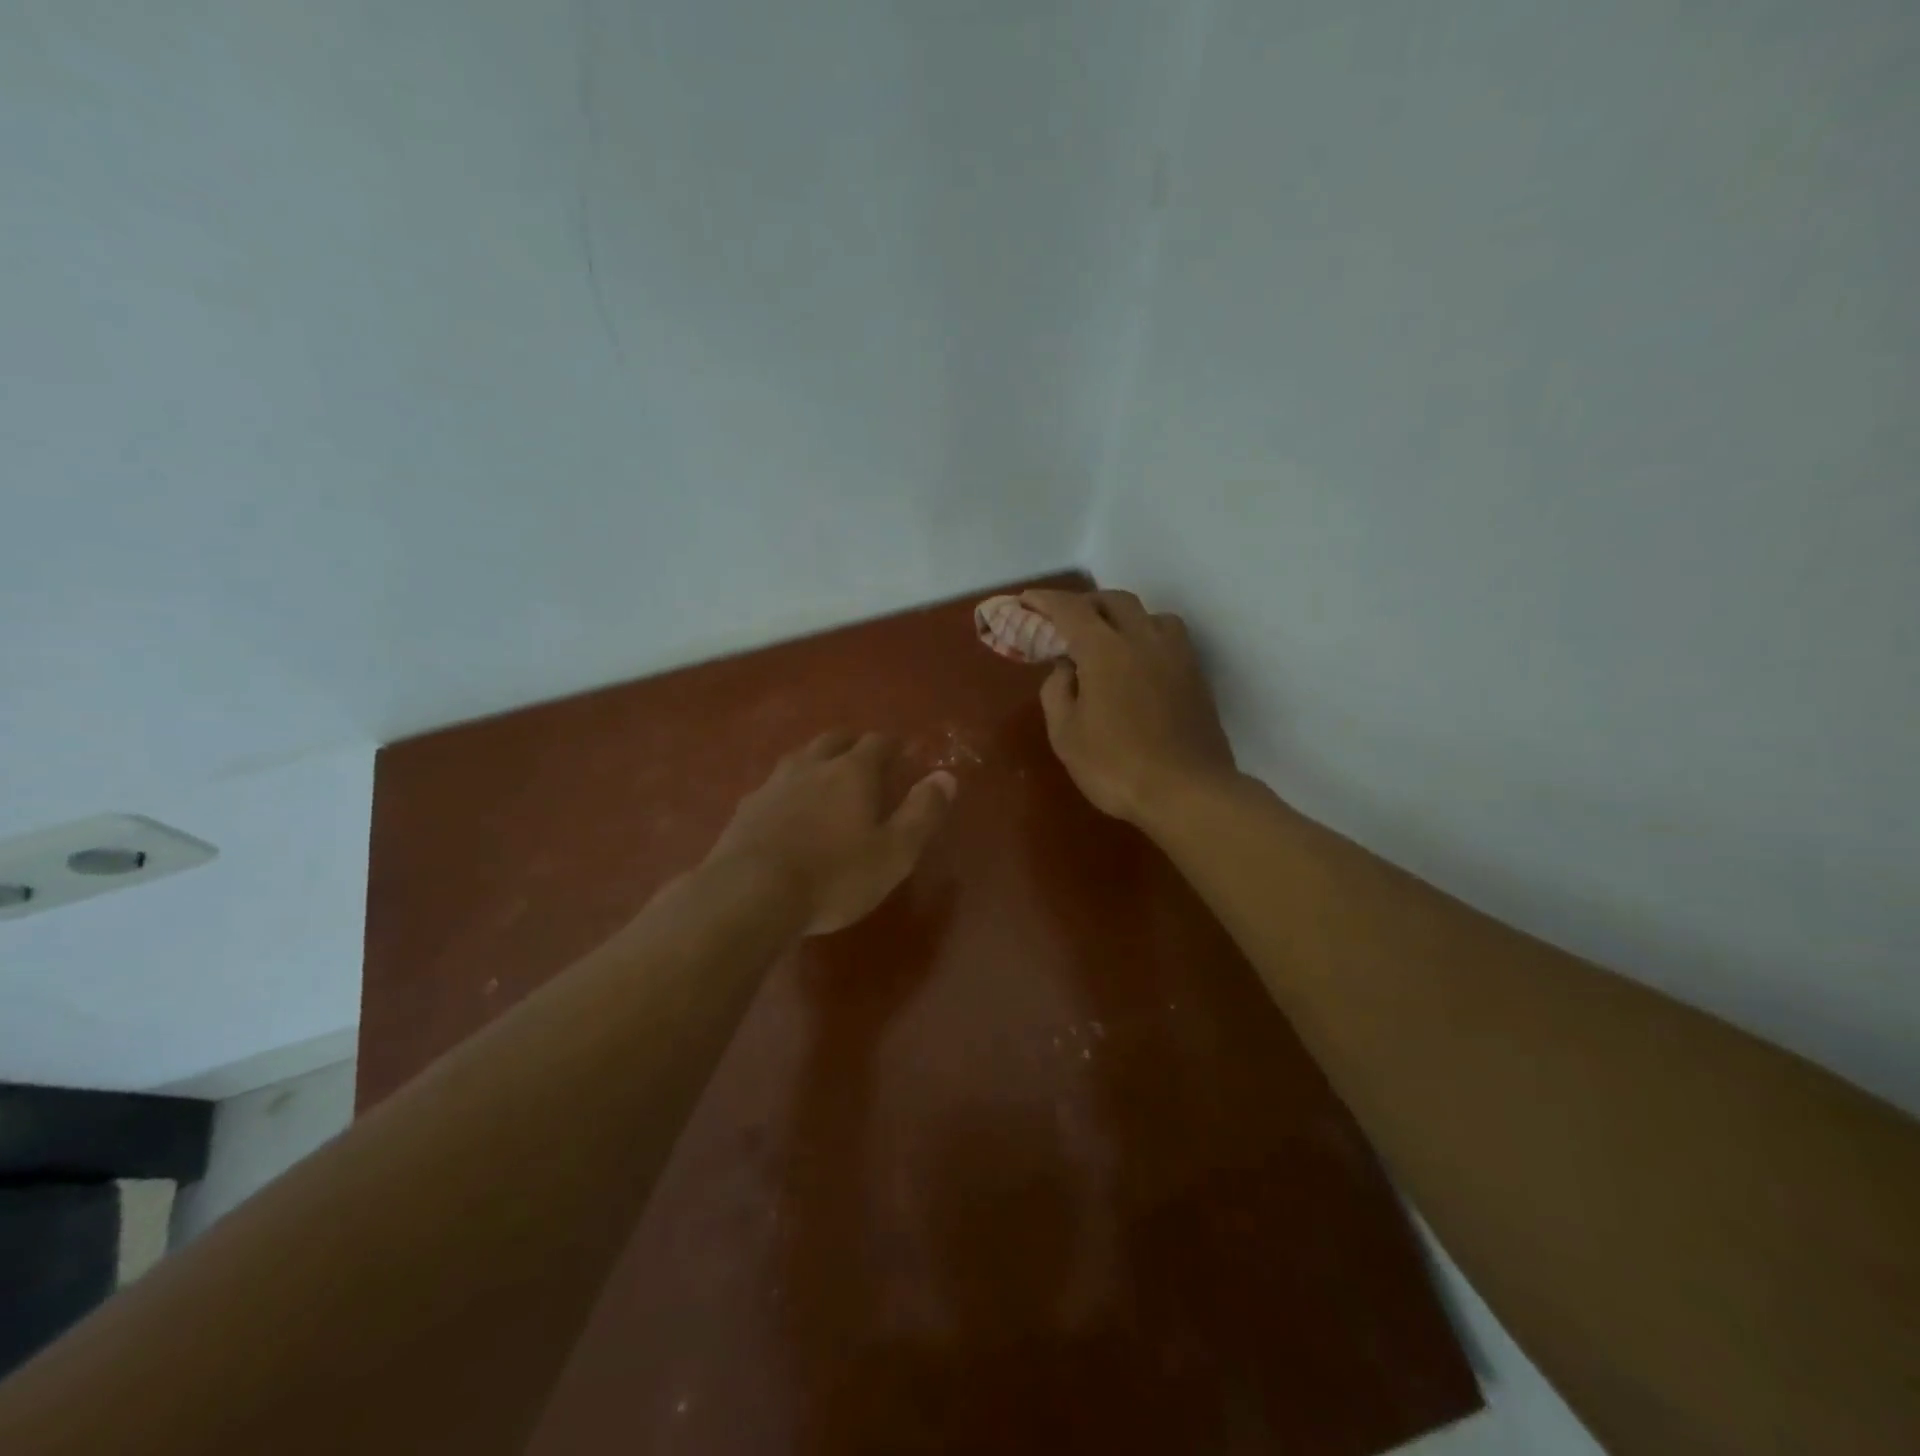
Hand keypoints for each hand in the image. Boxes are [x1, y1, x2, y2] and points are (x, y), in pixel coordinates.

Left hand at [706, 732, 956, 935]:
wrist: (750, 895)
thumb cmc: (834, 876)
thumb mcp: (894, 852)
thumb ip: (922, 812)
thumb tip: (946, 777)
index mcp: (852, 771)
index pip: (877, 742)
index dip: (893, 745)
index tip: (902, 753)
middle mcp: (811, 766)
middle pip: (834, 740)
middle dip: (852, 744)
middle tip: (864, 758)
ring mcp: (773, 785)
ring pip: (800, 758)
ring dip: (817, 762)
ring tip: (825, 779)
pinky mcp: (745, 809)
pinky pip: (773, 787)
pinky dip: (788, 790)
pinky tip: (787, 811)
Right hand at [1022, 589, 1237, 827]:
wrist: (1188, 792)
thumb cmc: (1116, 767)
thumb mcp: (1066, 735)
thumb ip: (1057, 692)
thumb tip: (1065, 667)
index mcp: (1105, 650)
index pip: (1070, 610)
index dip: (1045, 601)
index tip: (1027, 601)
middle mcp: (1143, 640)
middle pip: (1113, 601)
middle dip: (1084, 603)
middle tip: (1064, 621)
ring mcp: (1176, 655)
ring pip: (1148, 614)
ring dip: (1122, 616)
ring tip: (1107, 638)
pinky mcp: (1196, 675)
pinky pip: (1168, 637)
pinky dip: (1146, 635)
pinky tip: (1139, 662)